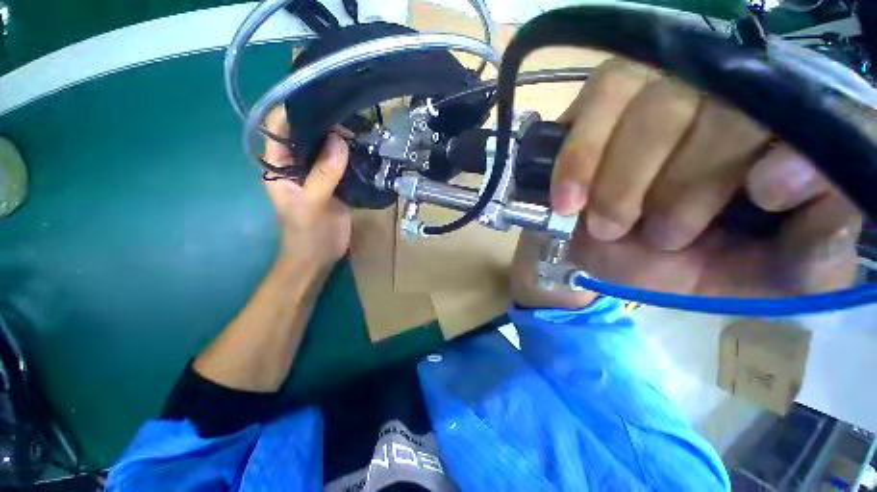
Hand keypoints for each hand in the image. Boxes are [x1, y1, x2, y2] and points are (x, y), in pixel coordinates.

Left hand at [263, 107, 350, 268]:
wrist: (319, 256)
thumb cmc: (305, 233)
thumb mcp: (311, 204)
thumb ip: (323, 174)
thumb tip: (340, 141)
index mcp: (278, 164)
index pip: (280, 126)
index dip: (295, 108)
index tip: (321, 95)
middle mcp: (296, 163)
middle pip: (307, 133)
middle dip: (325, 121)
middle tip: (351, 113)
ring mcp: (317, 173)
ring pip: (327, 148)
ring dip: (341, 138)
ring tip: (361, 126)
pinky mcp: (335, 183)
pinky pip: (342, 163)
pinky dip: (352, 155)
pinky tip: (365, 148)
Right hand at [512, 59, 861, 305]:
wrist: (605, 253)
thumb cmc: (686, 267)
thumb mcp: (759, 278)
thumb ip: (813, 251)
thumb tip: (808, 186)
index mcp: (787, 141)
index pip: (819, 113)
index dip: (800, 145)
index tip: (763, 195)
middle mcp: (732, 95)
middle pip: (726, 104)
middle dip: (686, 183)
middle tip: (659, 237)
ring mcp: (663, 84)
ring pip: (654, 102)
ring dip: (623, 179)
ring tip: (605, 226)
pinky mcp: (607, 94)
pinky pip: (597, 102)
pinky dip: (579, 158)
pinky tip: (569, 200)